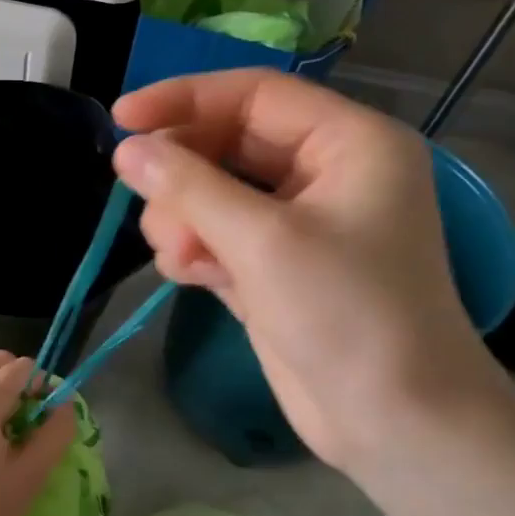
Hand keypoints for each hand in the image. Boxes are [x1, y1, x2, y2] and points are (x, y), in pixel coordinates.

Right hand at [113, 70, 510, 470]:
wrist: (392, 421)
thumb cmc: (346, 314)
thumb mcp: (263, 241)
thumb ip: (190, 187)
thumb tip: (127, 149)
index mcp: (348, 143)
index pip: (254, 95)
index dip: (184, 100)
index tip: (122, 119)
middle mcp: (325, 174)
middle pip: (229, 143)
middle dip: (183, 174)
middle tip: (144, 201)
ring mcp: (298, 224)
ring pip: (215, 193)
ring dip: (184, 219)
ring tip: (180, 257)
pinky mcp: (274, 268)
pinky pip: (217, 236)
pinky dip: (195, 250)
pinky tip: (189, 275)